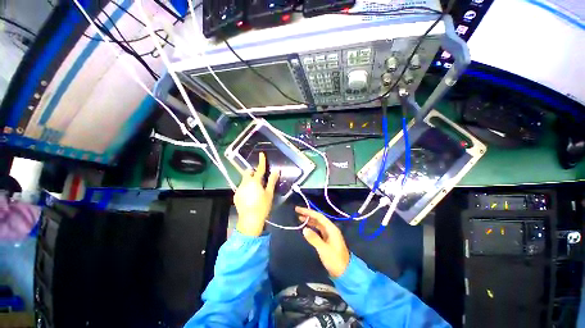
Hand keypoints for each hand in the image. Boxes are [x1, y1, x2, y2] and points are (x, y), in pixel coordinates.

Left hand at [234, 152, 279, 236]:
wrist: (250, 220)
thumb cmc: (262, 206)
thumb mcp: (269, 193)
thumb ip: (272, 181)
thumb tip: (276, 170)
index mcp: (255, 181)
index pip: (260, 169)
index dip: (262, 161)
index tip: (261, 153)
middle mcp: (245, 183)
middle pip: (248, 173)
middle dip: (253, 172)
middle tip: (260, 177)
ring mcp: (239, 189)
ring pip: (244, 180)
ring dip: (250, 180)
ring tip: (256, 189)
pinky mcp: (236, 195)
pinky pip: (242, 187)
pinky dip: (246, 187)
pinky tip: (250, 195)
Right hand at [296, 207, 350, 277]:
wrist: (345, 272)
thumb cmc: (335, 260)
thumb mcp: (323, 249)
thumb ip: (314, 238)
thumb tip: (304, 229)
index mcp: (331, 229)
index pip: (318, 216)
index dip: (308, 212)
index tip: (299, 210)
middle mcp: (330, 229)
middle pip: (318, 218)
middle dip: (308, 214)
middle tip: (297, 212)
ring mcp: (329, 234)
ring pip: (318, 224)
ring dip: (309, 220)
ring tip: (300, 218)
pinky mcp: (327, 239)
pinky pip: (318, 230)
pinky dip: (312, 227)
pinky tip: (306, 227)